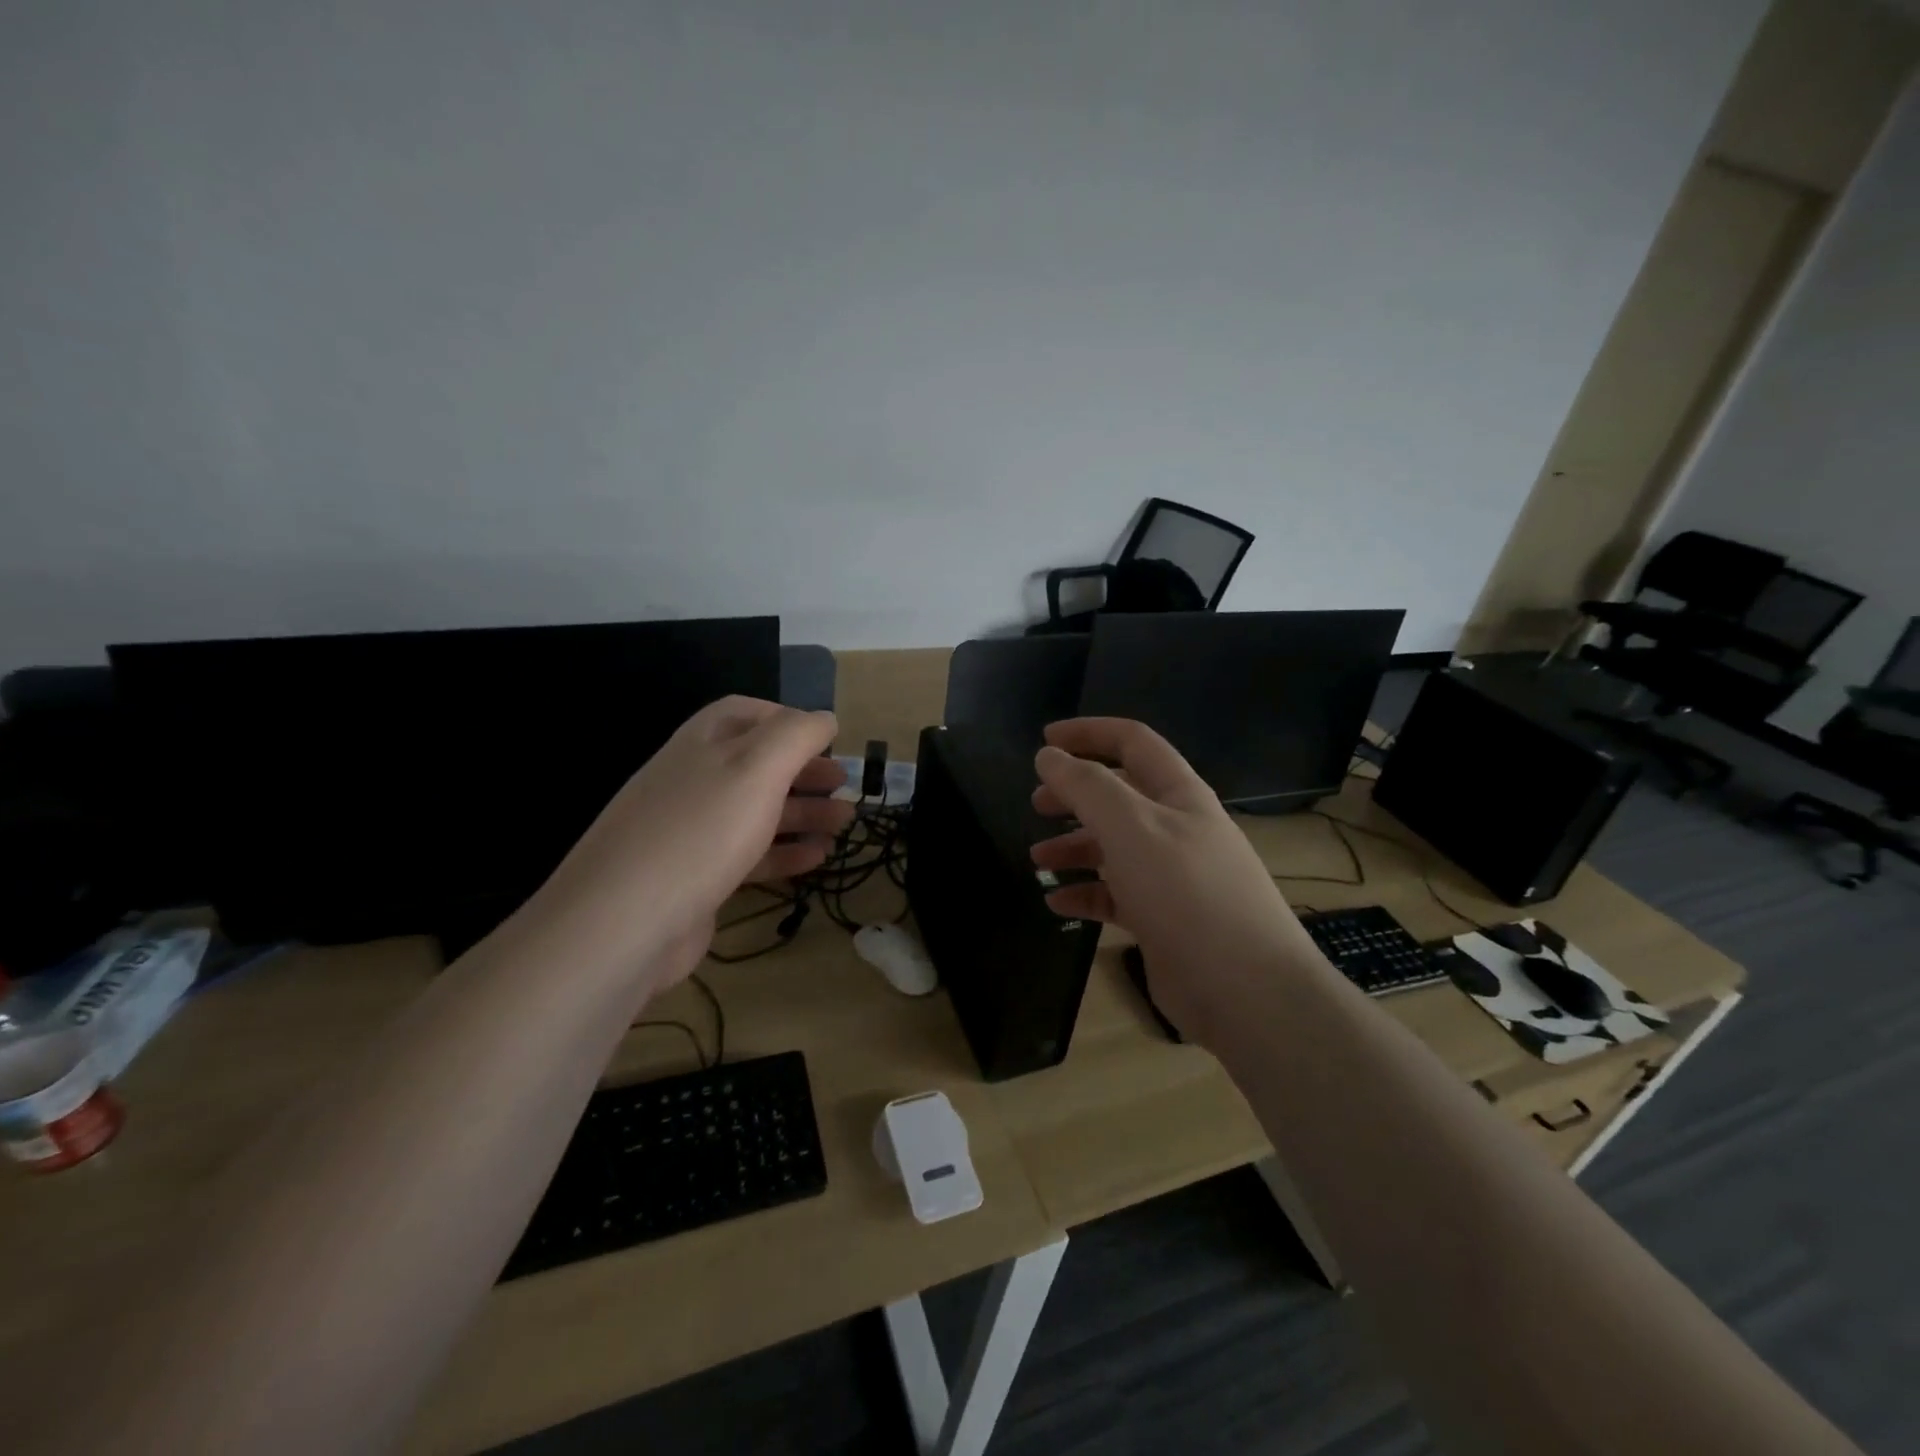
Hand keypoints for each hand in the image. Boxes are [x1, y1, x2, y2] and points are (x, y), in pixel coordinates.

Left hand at [529, 697, 853, 988]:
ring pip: (756, 812)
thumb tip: (825, 718)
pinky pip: (748, 857)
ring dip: (803, 813)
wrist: (624, 923)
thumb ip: (796, 735)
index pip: (744, 713)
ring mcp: (692, 833)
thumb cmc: (700, 831)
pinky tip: (817, 859)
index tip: (827, 738)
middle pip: (757, 765)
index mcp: (702, 744)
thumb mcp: (756, 767)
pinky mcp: (696, 879)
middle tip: (844, 783)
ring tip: (844, 822)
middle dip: (804, 771)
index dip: (787, 719)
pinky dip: (784, 854)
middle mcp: (694, 781)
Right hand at [1030, 718, 1309, 1039]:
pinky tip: (1058, 903)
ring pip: (1113, 847)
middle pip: (1118, 795)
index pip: (1132, 742)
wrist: (1244, 989)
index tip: (1044, 742)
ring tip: (1037, 859)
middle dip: (1074, 794)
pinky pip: (1115, 895)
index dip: (1089, 733)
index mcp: (1178, 794)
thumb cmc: (1186, 893)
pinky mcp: (1162, 918)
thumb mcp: (1131, 827)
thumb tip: (1049, 756)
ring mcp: (1170, 876)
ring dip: (1073, 847)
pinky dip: (1085, 893)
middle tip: (1036, 804)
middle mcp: (1176, 828)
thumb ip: (1086, 787)